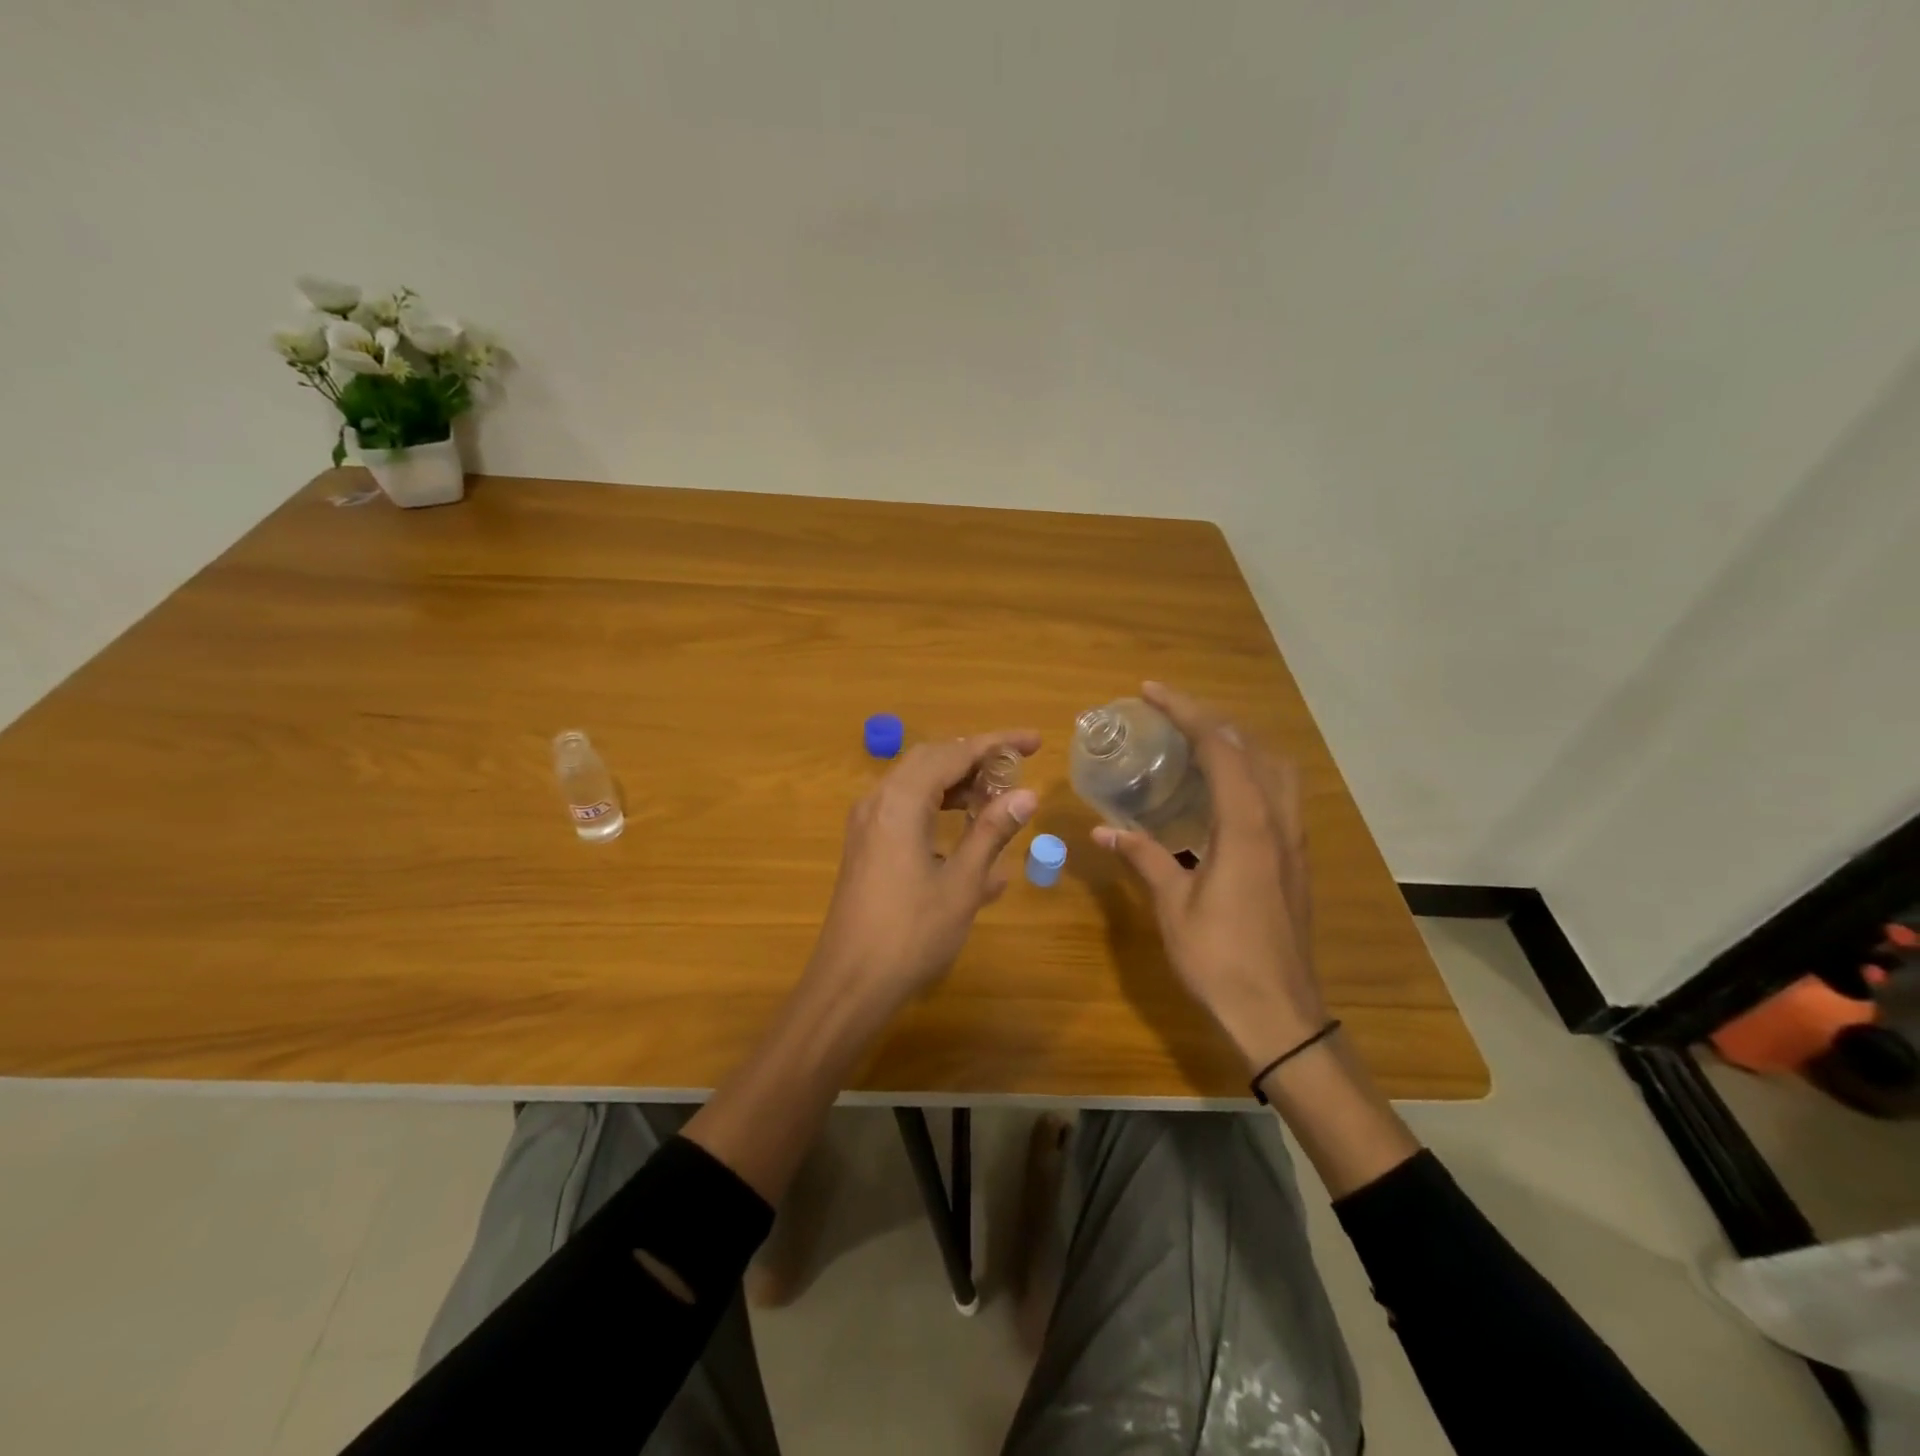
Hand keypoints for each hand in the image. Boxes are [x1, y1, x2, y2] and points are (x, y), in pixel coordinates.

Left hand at [806, 730, 1040, 1018]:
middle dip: (976, 758)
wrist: (850, 983)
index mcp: (901, 802)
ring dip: (957, 784)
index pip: (954, 753)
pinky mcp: (866, 846)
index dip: (997, 744)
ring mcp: (867, 824)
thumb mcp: (962, 884)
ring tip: (997, 799)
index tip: (1035, 742)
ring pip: (916, 784)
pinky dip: (938, 809)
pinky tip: (968, 836)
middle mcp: (878, 801)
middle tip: (1017, 768)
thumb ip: (992, 832)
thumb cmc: (911, 934)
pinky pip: (905, 810)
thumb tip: (1026, 795)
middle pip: (931, 760)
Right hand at [1092, 682, 1327, 1071]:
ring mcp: (1293, 840)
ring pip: (1275, 768)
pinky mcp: (1296, 859)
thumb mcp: (1173, 905)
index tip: (1151, 692)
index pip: (1220, 747)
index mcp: (1246, 826)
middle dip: (1212, 719)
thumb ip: (1142, 858)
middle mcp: (1277, 821)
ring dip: (1238, 743)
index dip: (1186, 712)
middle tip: (1171, 714)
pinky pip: (1278, 794)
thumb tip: (1103, 829)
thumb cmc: (1220, 959)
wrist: (1280, 1013)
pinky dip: (1251, 771)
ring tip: (1197, 741)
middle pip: (1253, 747)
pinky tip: (1223, 790)